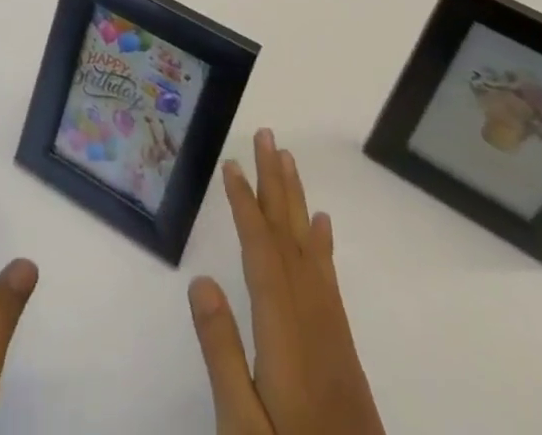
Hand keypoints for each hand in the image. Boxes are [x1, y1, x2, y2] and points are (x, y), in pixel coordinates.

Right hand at [187, 129, 385, 434]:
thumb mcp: (243, 428)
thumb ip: (222, 354)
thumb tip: (200, 280)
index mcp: (284, 332)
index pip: (261, 253)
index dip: (246, 205)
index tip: (232, 164)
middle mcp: (312, 320)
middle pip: (290, 238)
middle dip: (276, 184)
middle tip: (268, 136)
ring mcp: (331, 334)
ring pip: (310, 251)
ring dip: (296, 202)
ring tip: (288, 161)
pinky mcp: (341, 350)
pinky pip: (328, 279)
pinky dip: (321, 245)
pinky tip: (320, 226)